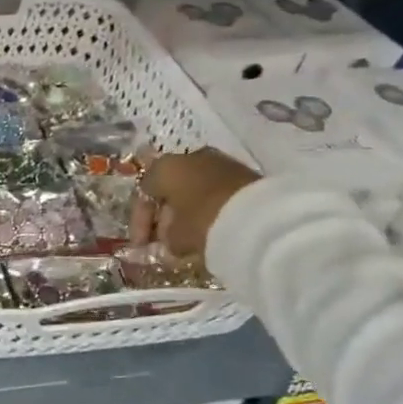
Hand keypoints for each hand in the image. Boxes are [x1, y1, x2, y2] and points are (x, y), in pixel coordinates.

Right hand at [141, 148, 261, 258]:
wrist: (262, 218)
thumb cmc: (204, 222)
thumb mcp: (177, 237)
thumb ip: (166, 238)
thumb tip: (169, 240)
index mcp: (165, 167)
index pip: (144, 192)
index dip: (140, 221)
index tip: (141, 245)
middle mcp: (189, 157)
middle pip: (170, 188)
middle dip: (165, 216)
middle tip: (163, 240)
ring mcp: (219, 163)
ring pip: (194, 188)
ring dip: (187, 211)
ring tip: (188, 237)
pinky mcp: (244, 174)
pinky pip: (216, 192)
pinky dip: (209, 208)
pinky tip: (210, 228)